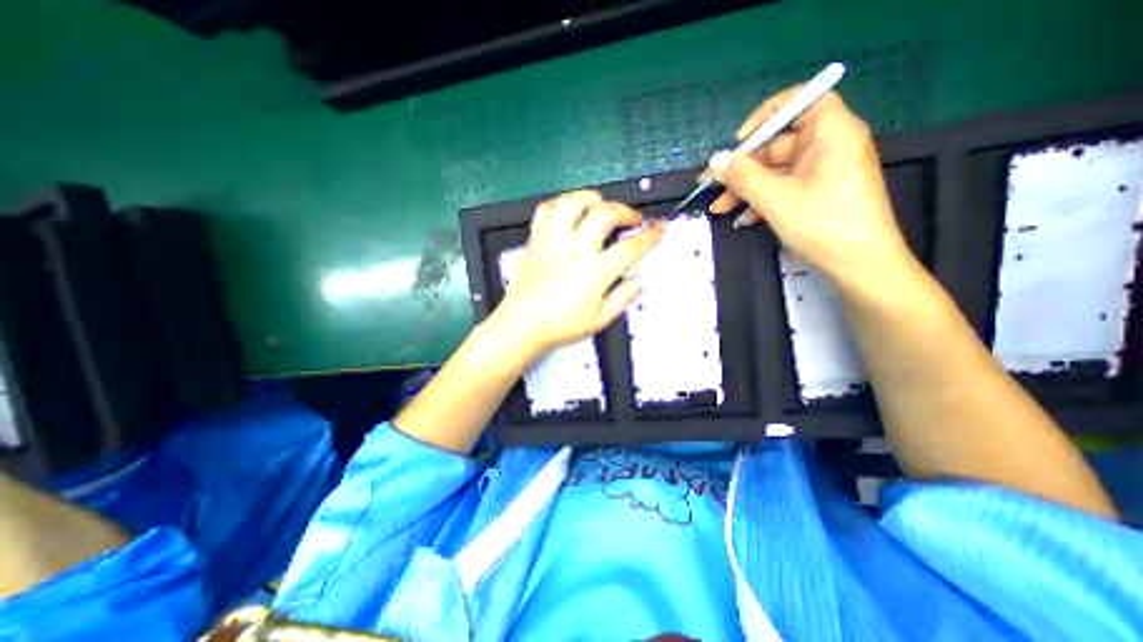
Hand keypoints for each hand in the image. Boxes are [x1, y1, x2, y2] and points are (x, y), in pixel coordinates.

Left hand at [488, 191, 665, 357]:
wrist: (521, 325)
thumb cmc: (561, 326)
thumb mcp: (600, 319)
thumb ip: (625, 296)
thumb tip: (646, 279)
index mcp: (595, 272)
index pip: (631, 247)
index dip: (651, 235)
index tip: (661, 226)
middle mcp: (575, 250)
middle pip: (605, 214)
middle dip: (625, 211)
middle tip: (631, 219)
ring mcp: (553, 241)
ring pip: (573, 203)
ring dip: (591, 199)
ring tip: (600, 206)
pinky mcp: (536, 240)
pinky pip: (546, 210)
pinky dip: (560, 205)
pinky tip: (568, 213)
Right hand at [712, 88, 915, 288]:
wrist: (858, 265)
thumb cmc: (822, 223)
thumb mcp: (775, 198)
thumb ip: (743, 176)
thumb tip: (715, 159)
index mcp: (830, 132)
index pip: (799, 102)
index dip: (766, 116)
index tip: (739, 141)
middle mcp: (828, 146)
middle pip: (778, 144)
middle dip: (743, 167)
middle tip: (714, 187)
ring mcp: (822, 172)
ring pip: (776, 171)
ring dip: (746, 188)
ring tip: (719, 209)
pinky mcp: (817, 194)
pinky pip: (783, 188)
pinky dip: (761, 200)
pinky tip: (742, 218)